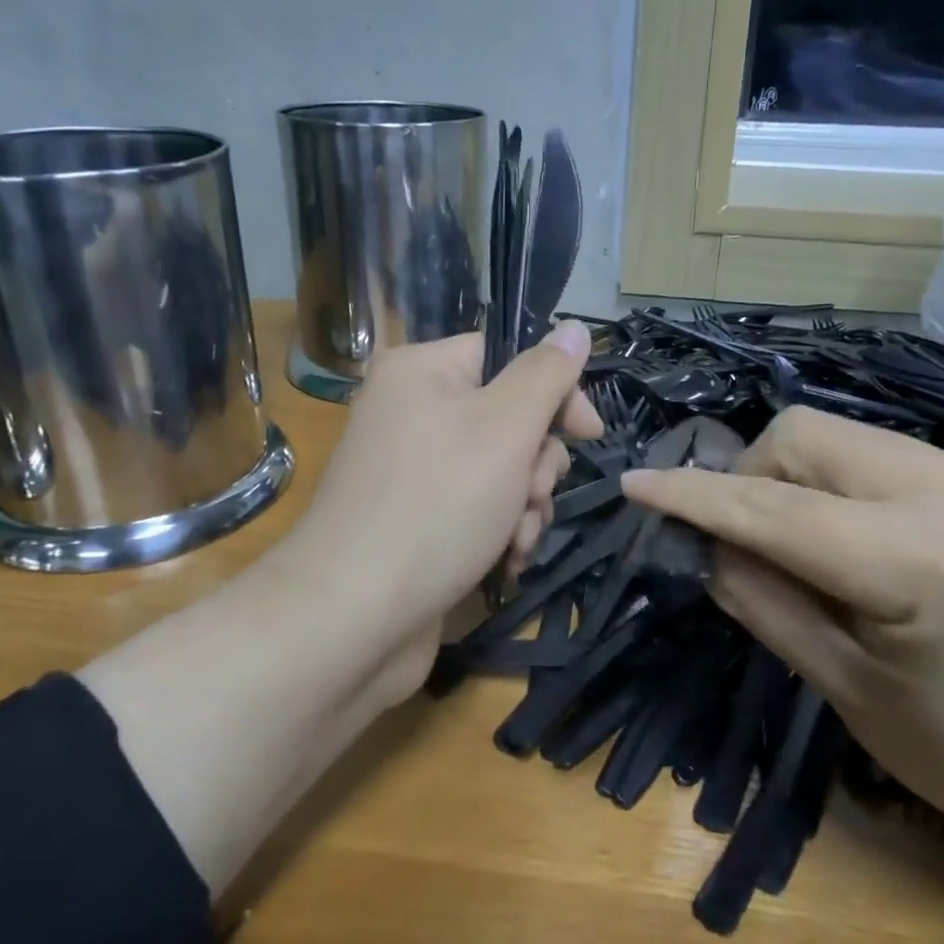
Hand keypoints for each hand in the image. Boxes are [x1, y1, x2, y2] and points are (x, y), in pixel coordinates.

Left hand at [269, 321, 600, 697]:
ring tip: (515, 540)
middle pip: (509, 419)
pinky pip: (478, 509)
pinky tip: (503, 563)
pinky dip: (499, 532)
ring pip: (502, 471)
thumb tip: (574, 327)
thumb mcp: (506, 427)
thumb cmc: (438, 504)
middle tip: (531, 495)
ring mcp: (412, 471)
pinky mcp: (417, 521)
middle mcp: (412, 413)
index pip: (508, 357)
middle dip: (536, 465)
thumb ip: (547, 374)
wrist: (354, 616)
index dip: (555, 393)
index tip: (588, 433)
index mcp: (422, 372)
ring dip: (524, 506)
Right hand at [621, 406, 943, 856]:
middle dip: (748, 479)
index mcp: (923, 564)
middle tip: (740, 546)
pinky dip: (829, 484)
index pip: (776, 511)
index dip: (694, 496)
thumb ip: (763, 601)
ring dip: (786, 479)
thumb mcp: (848, 692)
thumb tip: (704, 544)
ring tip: (791, 547)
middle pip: (802, 436)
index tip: (634, 485)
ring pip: (834, 435)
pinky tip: (840, 541)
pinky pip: (871, 454)